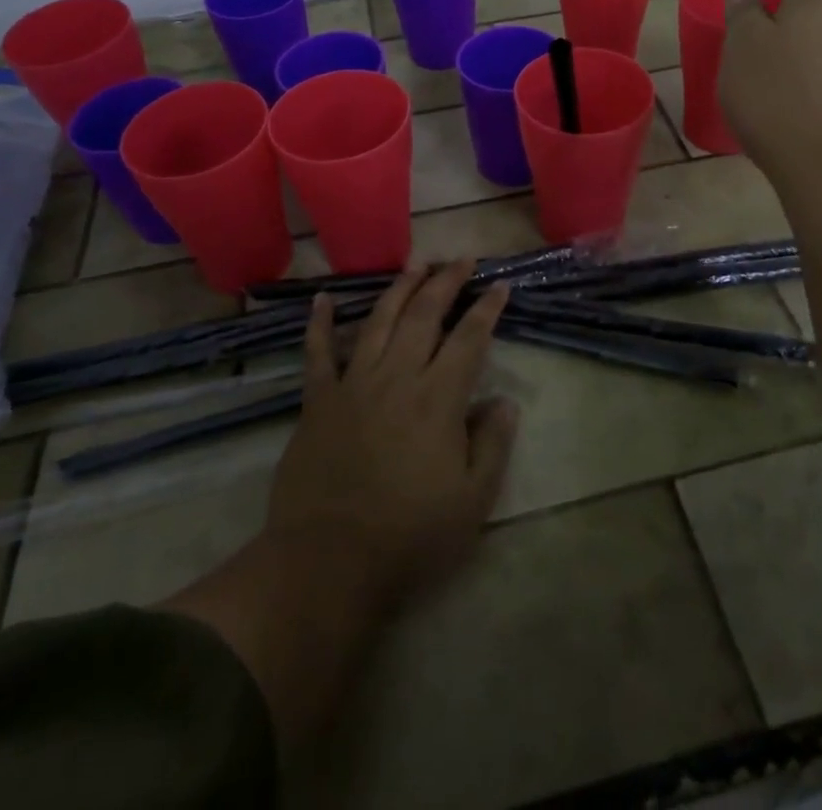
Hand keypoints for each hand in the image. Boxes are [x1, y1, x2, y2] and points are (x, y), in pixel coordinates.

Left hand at [266, 263, 519, 615]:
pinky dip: (319, 324)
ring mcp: (353, 384)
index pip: (469, 338)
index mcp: (437, 399)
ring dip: (399, 288)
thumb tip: (504, 401)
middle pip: (425, 315)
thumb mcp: (472, 502)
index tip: (499, 285)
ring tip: (416, 265)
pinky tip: (322, 298)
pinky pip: (318, 353)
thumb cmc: (409, 537)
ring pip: (379, 320)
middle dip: (446, 282)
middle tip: (461, 259)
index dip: (486, 308)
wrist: (328, 563)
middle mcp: (397, 377)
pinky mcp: (318, 401)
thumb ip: (492, 445)